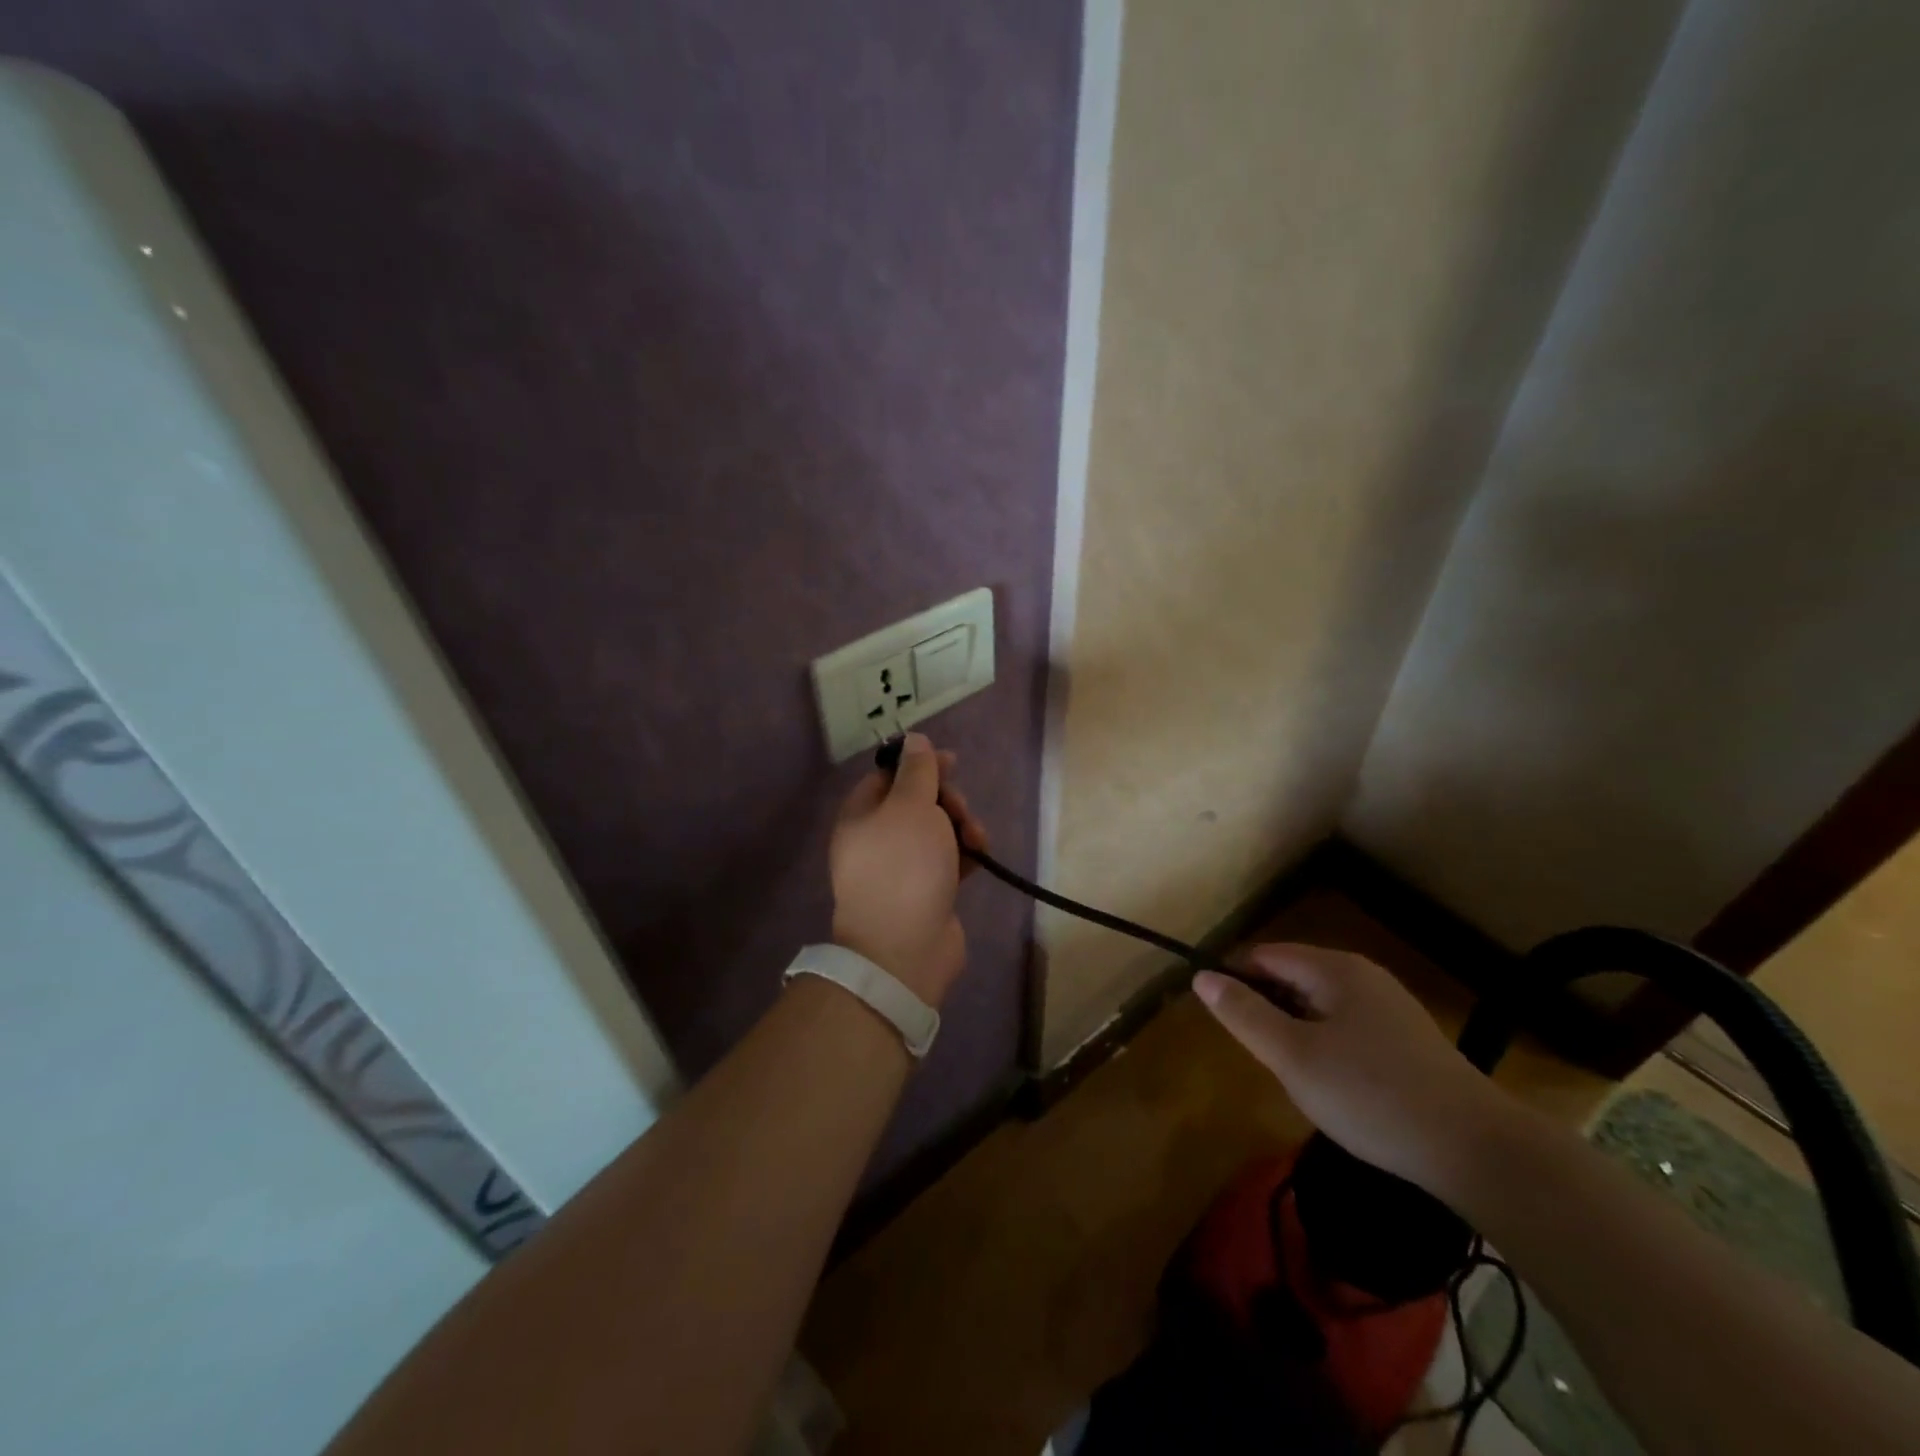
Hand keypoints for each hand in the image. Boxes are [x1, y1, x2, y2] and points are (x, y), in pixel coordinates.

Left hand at [828, 733, 988, 1007]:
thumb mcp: (910, 806)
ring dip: (960, 826)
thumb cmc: (904, 867)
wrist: (905, 948)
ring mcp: (901, 868)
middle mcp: (877, 839)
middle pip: (916, 802)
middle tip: (960, 810)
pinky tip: (980, 856)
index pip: (889, 776)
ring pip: (936, 830)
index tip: (951, 763)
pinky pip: (947, 859)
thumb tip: (914, 739)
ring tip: (976, 840)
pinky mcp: (925, 891)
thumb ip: (917, 770)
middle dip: (946, 800)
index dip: (920, 765)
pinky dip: (963, 853)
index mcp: (861, 815)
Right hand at [1193, 945, 1514, 1194]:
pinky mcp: (1410, 1041)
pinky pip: (1349, 1027)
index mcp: (1335, 969)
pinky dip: (1327, 1045)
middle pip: (1294, 977)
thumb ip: (1244, 1014)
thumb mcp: (1293, 1057)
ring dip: (1297, 1030)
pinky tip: (1334, 1085)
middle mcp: (1364, 976)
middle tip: (1258, 1055)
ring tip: (1292, 1074)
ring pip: (1321, 1005)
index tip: (1221, 1018)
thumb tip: (1202, 977)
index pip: (1265, 956)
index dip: (1235, 980)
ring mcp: (1392, 1008)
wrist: (1478, 1151)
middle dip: (1267, 1008)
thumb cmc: (1371, 1096)